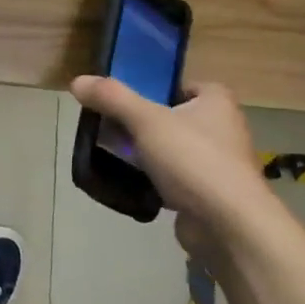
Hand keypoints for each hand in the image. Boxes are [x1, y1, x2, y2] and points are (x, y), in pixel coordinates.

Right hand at [69, 77, 266, 259]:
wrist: (227, 223)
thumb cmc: (192, 160)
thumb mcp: (146, 120)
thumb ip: (112, 98)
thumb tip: (77, 81)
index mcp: (216, 101)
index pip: (179, 85)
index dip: (151, 91)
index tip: (122, 102)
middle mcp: (222, 127)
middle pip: (171, 118)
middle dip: (141, 125)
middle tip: (110, 130)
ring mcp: (217, 163)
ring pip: (171, 150)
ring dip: (146, 154)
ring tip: (114, 156)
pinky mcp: (208, 193)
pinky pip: (174, 179)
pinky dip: (154, 181)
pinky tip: (131, 184)